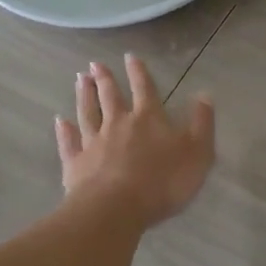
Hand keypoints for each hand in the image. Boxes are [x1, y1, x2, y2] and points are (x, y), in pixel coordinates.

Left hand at [55, 55, 215, 228]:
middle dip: (105, 79)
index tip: (130, 56)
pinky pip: (69, 142)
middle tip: (95, 64)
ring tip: (79, 80)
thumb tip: (204, 95)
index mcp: (148, 119)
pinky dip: (64, 130)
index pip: (144, 89)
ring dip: (84, 96)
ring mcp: (93, 143)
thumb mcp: (197, 153)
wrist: (116, 209)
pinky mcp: (75, 164)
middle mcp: (118, 124)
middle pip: (110, 97)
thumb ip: (201, 123)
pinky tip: (61, 121)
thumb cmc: (162, 181)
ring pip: (87, 113)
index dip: (139, 73)